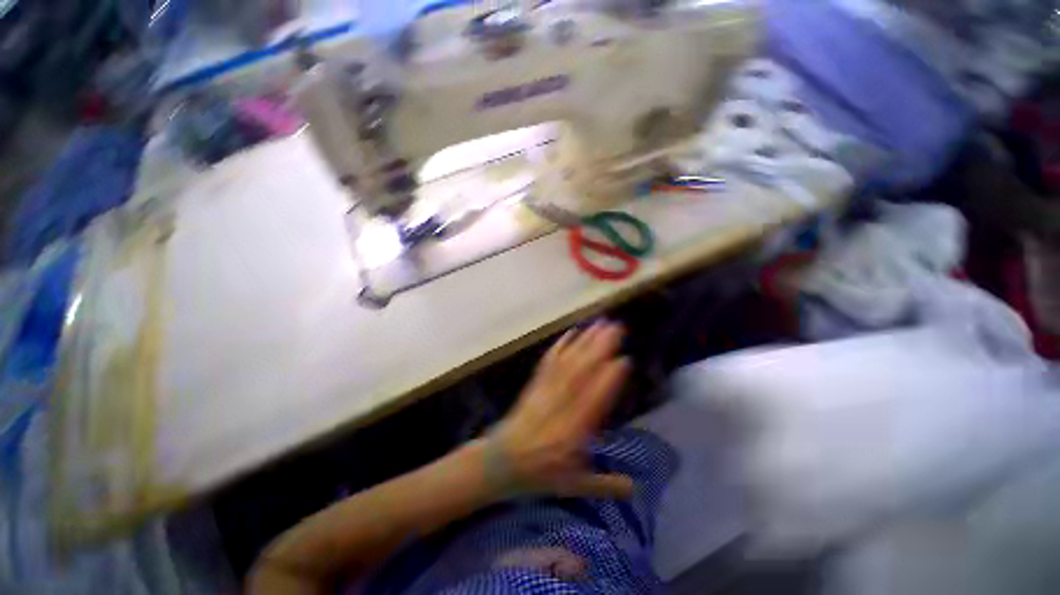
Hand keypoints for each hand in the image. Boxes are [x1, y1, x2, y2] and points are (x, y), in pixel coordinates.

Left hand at [488, 322, 633, 498]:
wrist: (501, 461)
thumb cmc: (539, 474)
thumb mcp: (573, 486)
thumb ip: (604, 485)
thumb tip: (636, 488)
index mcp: (570, 435)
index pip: (592, 404)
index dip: (608, 382)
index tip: (623, 361)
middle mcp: (558, 410)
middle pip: (579, 376)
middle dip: (598, 350)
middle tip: (615, 329)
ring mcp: (544, 394)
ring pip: (566, 365)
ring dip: (583, 342)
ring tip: (599, 324)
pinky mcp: (535, 385)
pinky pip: (548, 363)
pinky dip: (560, 346)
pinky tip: (571, 332)